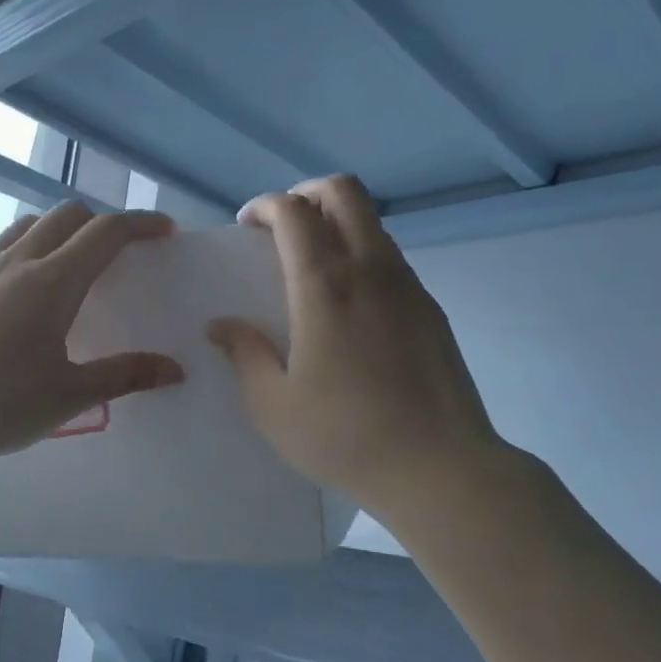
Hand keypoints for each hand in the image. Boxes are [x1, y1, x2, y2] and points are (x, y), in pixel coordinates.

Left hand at [0, 202, 183, 470]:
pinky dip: (27, 246)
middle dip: (102, 223)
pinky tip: (24, 286)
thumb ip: (125, 375)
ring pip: (28, 225)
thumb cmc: (1, 406)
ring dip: (60, 230)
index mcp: (52, 282)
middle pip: (66, 216)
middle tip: (120, 254)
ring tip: (73, 264)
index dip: (140, 224)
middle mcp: (16, 262)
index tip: (164, 230)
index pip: (105, 233)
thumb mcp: (70, 395)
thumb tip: (175, 369)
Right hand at [207, 175, 509, 518]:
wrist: (438, 468)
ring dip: (337, 224)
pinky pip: (391, 259)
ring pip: (372, 223)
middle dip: (306, 193)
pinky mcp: (431, 309)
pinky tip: (348, 306)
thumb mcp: (273, 405)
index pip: (294, 211)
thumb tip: (222, 326)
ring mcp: (408, 287)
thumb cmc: (344, 436)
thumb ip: (244, 355)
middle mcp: (370, 270)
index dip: (266, 205)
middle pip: (344, 193)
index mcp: (325, 286)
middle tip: (281, 227)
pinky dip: (362, 255)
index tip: (248, 227)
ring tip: (311, 268)